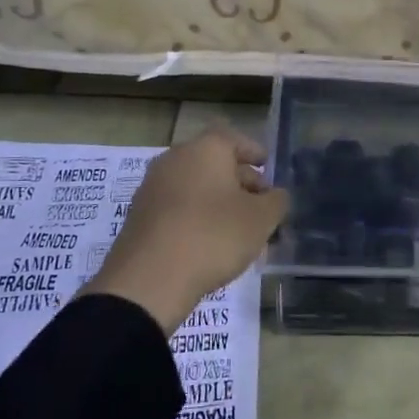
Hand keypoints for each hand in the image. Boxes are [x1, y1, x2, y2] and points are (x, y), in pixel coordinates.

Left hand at [82, 127, 290, 333]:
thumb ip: (276, 201)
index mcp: (206, 149)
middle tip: (262, 205)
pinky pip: (179, 208)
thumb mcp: (262, 219)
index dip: (255, 152)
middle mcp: (175, 159)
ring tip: (242, 230)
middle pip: (215, 163)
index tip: (268, 169)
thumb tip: (275, 195)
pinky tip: (213, 243)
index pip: (235, 138)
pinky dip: (198, 218)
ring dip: (220, 202)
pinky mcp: (141, 216)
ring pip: (197, 187)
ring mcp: (153, 187)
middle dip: (241, 181)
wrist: (149, 280)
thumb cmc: (214, 236)